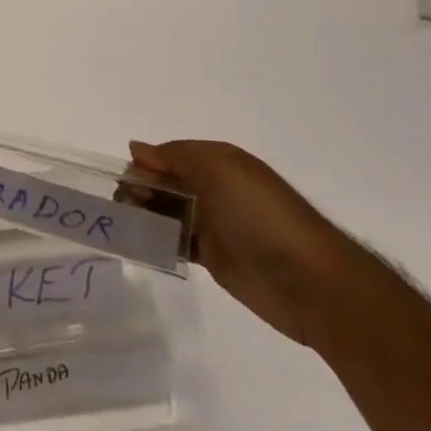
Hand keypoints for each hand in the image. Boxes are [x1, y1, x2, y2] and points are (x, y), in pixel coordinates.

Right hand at [128, 139, 359, 345]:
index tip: (119, 181)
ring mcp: (215, 225)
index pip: (169, 156)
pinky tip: (138, 244)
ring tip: (120, 227)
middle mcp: (215, 189)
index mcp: (219, 163)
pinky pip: (177, 242)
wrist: (312, 283)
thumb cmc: (262, 216)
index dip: (143, 165)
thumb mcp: (219, 170)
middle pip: (165, 184)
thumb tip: (136, 148)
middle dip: (139, 190)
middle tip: (118, 208)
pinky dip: (157, 240)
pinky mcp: (214, 259)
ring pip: (168, 213)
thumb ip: (175, 156)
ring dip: (144, 215)